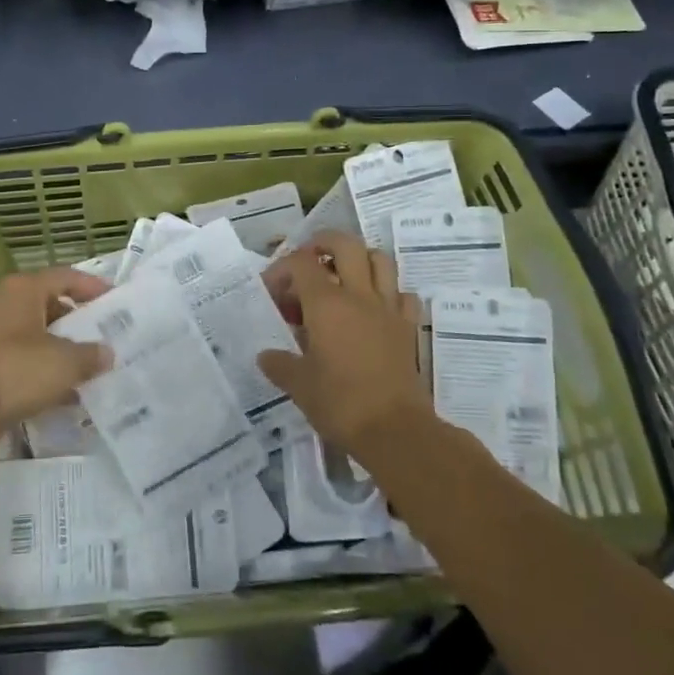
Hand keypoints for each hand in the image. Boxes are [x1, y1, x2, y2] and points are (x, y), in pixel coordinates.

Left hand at [0, 267, 112, 425]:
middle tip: (104, 336)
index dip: (93, 287)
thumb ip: (90, 355)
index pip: (66, 277)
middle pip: (50, 304)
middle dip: (77, 322)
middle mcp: (5, 302)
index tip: (115, 301)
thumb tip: (106, 353)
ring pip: (36, 333)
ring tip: (89, 366)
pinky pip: (22, 358)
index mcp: (24, 288)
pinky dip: (43, 369)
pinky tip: (64, 391)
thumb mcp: (65, 362)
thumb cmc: (18, 368)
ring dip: (61, 348)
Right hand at [258, 231, 430, 450]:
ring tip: (343, 277)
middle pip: (345, 245)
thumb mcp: (299, 385)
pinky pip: (403, 295)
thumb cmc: (340, 403)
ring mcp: (388, 309)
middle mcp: (359, 296)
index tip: (271, 292)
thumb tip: (266, 356)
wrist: (396, 431)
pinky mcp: (408, 328)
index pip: (301, 263)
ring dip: (360, 260)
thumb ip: (279, 364)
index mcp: (326, 304)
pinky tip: (375, 309)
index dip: (282, 269)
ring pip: (380, 261)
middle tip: (308, 260)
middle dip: (323, 243)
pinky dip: (389, 293)